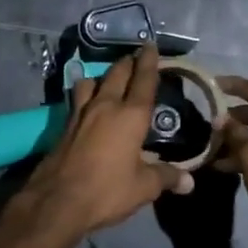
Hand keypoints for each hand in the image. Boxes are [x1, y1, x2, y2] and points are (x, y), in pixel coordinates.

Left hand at [6, 46, 193, 247]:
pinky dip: (85, 93)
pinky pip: (77, 98)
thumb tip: (189, 182)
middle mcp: (105, 106)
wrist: (57, 202)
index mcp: (130, 116)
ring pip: (91, 81)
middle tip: (135, 57)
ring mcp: (80, 113)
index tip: (151, 45)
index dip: (149, 62)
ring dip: (102, 76)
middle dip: (128, 63)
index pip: (143, 80)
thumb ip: (166, 177)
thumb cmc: (107, 191)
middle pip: (117, 73)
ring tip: (109, 80)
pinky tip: (87, 103)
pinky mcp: (64, 125)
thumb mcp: (143, 188)